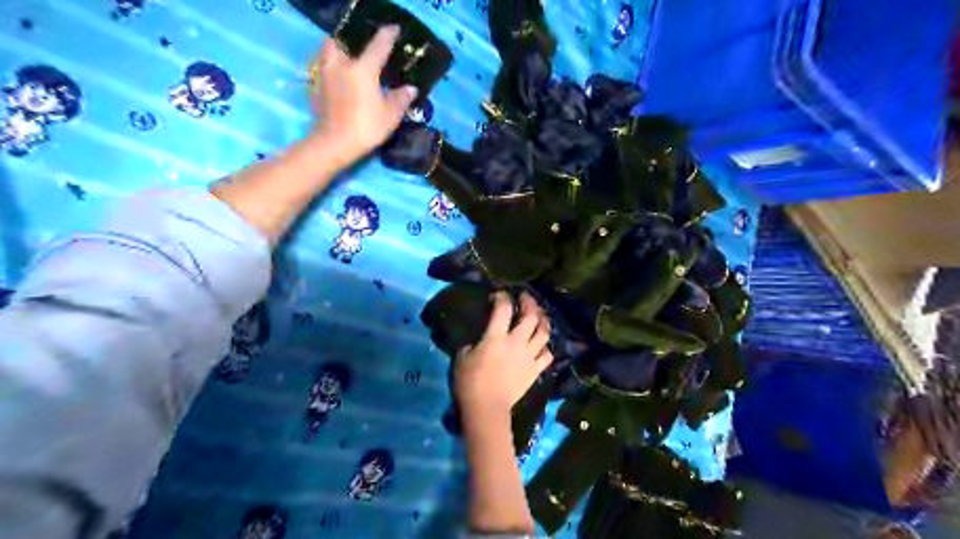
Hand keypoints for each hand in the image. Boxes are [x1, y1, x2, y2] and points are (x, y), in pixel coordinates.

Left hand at [309, 23, 417, 168]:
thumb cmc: (366, 127)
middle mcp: (342, 64)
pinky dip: (332, 69)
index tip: (394, 30)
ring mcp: (325, 74)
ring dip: (338, 51)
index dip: (388, 35)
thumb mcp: (390, 115)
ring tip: (349, 61)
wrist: (334, 143)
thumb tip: (410, 88)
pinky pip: (324, 69)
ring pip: (329, 52)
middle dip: (352, 39)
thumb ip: (401, 98)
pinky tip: (339, 79)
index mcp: (363, 68)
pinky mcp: (316, 87)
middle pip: (342, 40)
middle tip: (362, 47)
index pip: (379, 45)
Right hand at [456, 292, 554, 415]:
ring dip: (543, 322)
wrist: (487, 409)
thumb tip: (479, 337)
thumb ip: (473, 342)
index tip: (499, 294)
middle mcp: (516, 342)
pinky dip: (546, 348)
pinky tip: (542, 345)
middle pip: (530, 316)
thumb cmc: (470, 382)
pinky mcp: (535, 370)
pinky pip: (547, 355)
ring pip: (544, 333)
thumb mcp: (462, 356)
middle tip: (525, 298)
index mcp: (496, 337)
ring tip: (539, 317)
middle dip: (530, 303)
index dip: (502, 297)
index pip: (503, 308)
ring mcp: (529, 356)